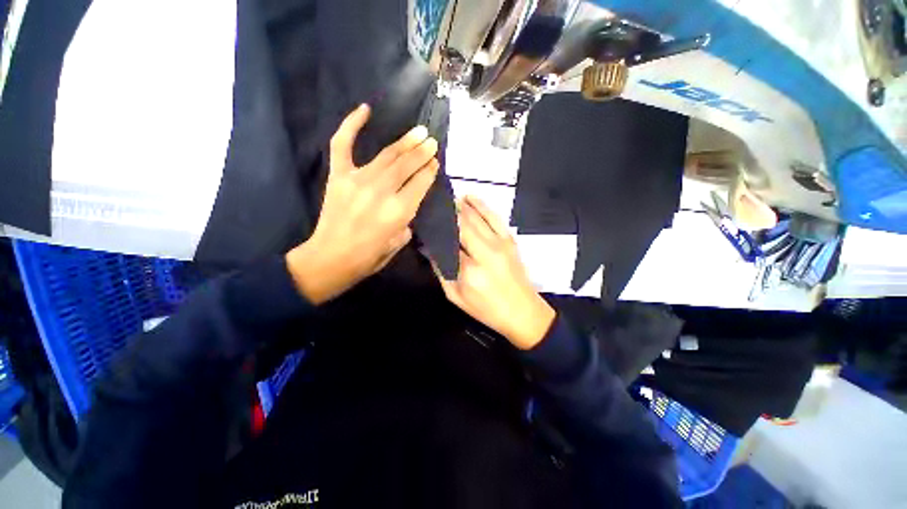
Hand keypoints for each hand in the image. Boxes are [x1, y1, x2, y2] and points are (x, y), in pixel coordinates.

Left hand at [286, 104, 438, 303]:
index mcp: (398, 212)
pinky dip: (351, 125)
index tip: (435, 162)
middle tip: (431, 140)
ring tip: (418, 131)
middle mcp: (381, 192)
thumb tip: (408, 201)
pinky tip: (365, 109)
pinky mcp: (338, 176)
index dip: (430, 170)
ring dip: (405, 142)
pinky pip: (343, 144)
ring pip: (387, 155)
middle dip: (422, 152)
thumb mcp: (398, 243)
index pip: (420, 183)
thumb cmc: (369, 257)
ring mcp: (357, 180)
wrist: (330, 259)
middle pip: (407, 165)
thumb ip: (407, 220)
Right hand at [434, 196, 554, 349]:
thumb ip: (441, 271)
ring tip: (447, 198)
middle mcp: (485, 251)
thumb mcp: (456, 297)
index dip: (435, 228)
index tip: (423, 220)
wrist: (524, 312)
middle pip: (462, 224)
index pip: (447, 241)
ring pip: (477, 217)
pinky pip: (494, 217)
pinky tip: (470, 198)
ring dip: (461, 205)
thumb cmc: (487, 310)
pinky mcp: (510, 240)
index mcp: (469, 270)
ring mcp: (500, 243)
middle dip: (446, 212)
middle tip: (433, 204)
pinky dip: (481, 205)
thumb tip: (429, 249)